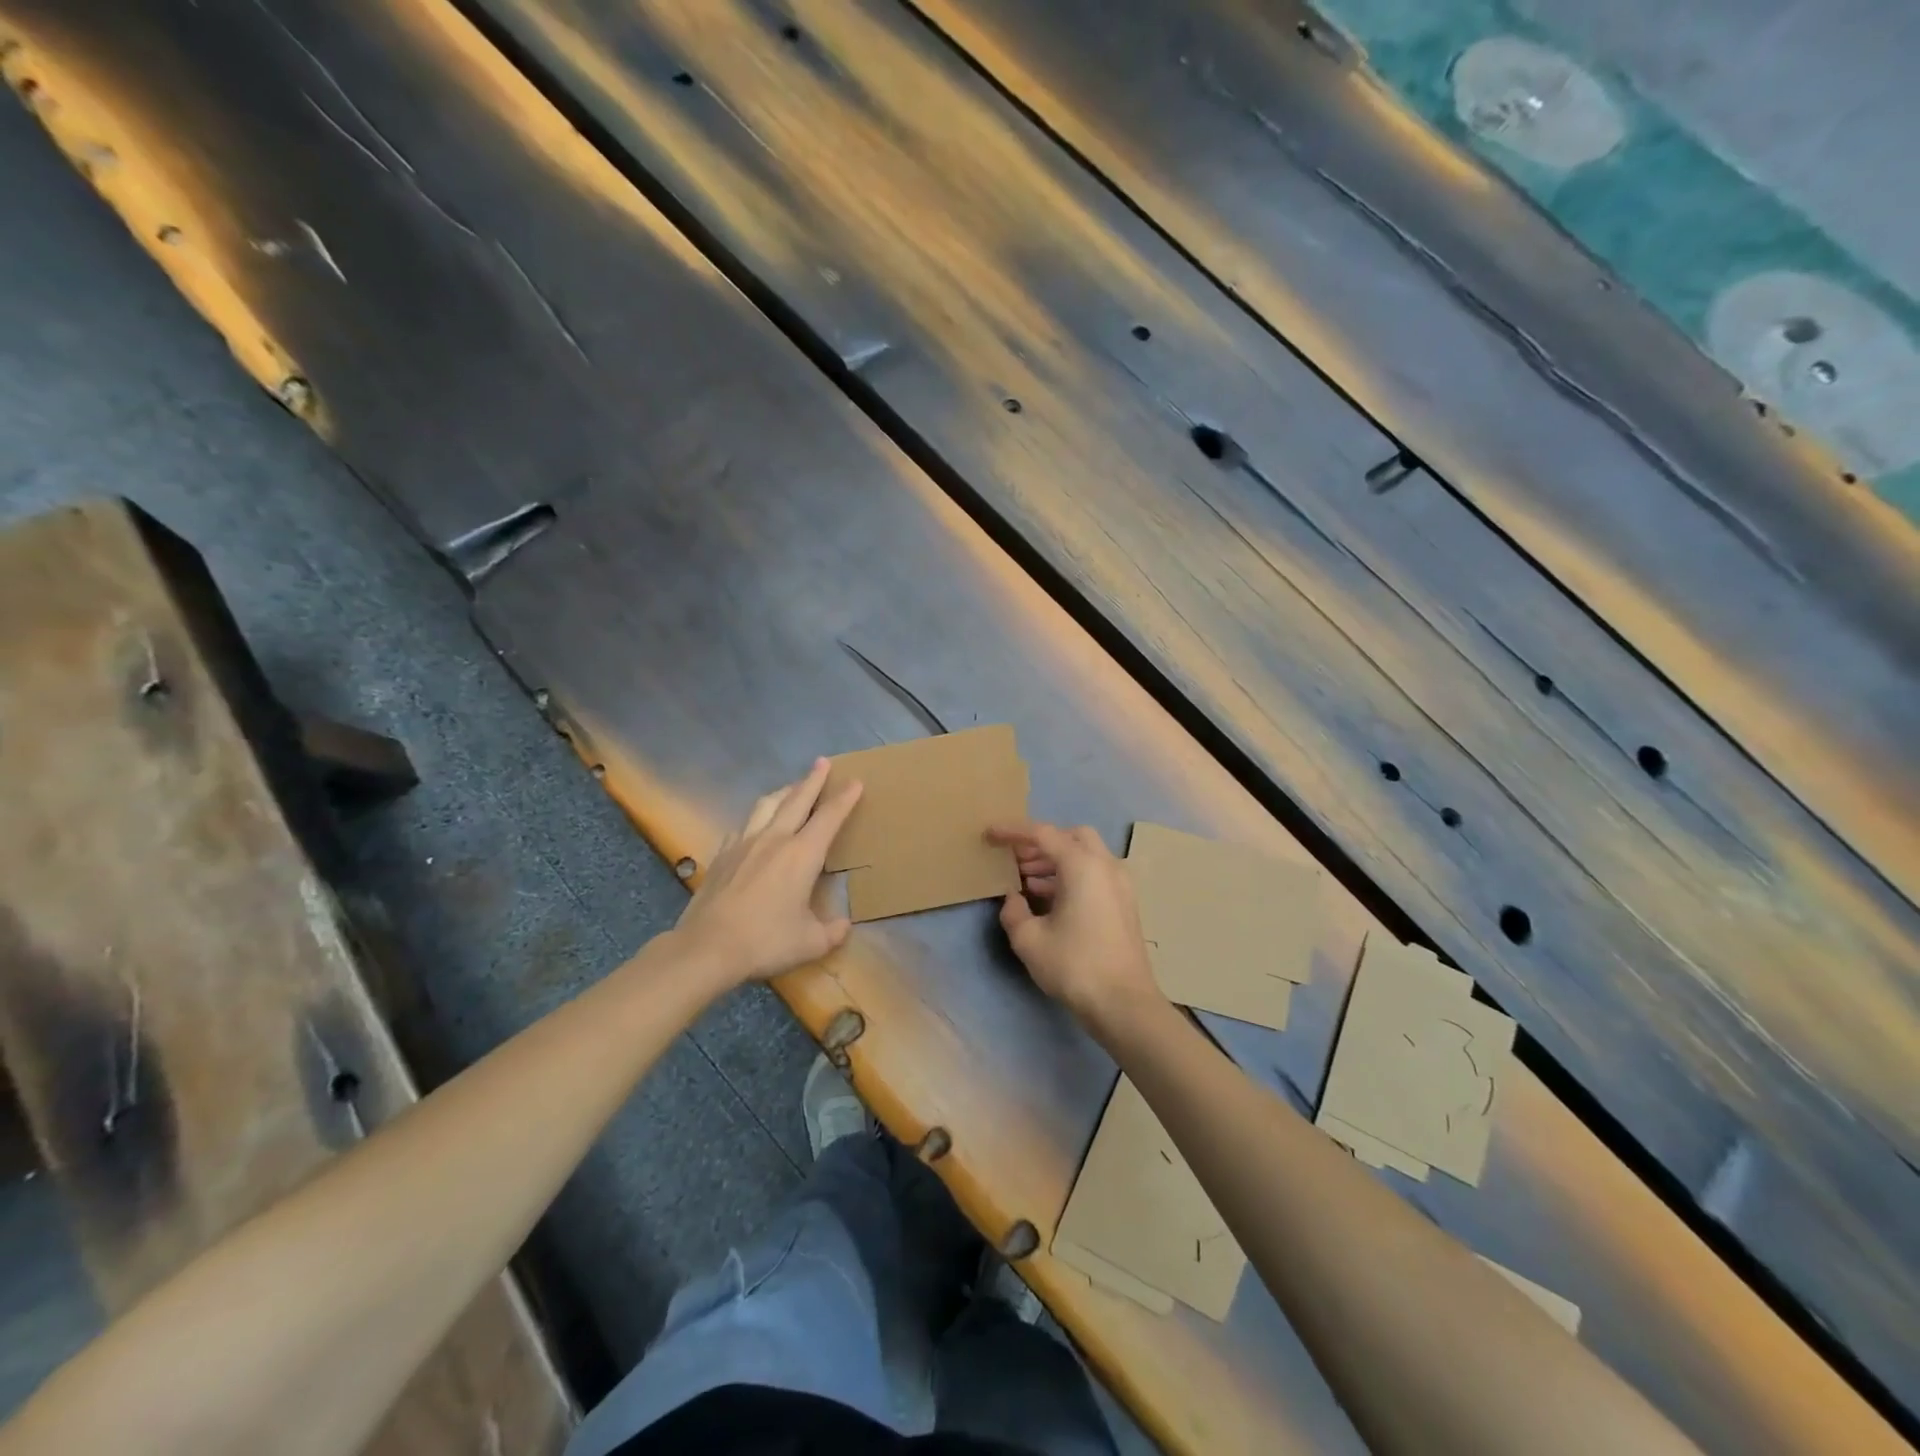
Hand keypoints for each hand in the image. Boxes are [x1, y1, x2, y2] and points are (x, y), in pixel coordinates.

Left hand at [676, 759, 862, 986]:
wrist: (707, 947)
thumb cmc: (766, 941)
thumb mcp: (810, 942)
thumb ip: (832, 931)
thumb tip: (844, 925)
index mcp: (802, 855)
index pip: (829, 817)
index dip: (844, 798)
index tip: (855, 781)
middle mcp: (774, 839)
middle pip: (797, 799)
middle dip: (813, 779)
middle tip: (822, 762)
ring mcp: (744, 843)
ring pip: (766, 805)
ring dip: (783, 792)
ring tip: (791, 787)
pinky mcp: (722, 855)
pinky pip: (743, 826)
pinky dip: (756, 819)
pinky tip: (754, 825)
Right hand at [986, 821, 1163, 1028]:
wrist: (1125, 1004)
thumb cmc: (1075, 966)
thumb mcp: (1029, 941)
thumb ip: (1014, 912)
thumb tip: (1013, 898)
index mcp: (1082, 866)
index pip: (1043, 834)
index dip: (1013, 831)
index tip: (990, 834)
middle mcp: (1106, 865)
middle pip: (1071, 836)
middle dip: (1041, 843)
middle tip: (1015, 859)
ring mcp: (1121, 884)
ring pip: (1086, 855)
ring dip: (1056, 860)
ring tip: (1026, 881)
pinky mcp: (1125, 903)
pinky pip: (1095, 873)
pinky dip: (1072, 875)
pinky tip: (1050, 899)